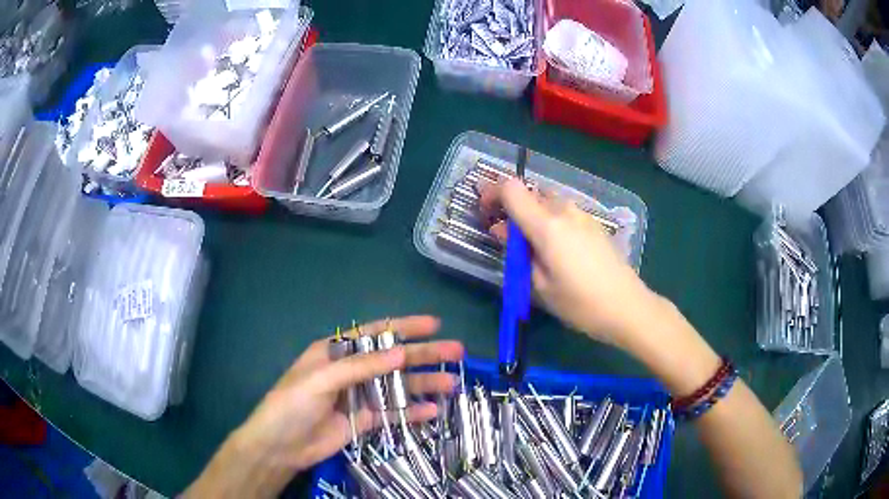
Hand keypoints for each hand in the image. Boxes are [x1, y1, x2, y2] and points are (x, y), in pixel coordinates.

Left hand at [186, 315, 463, 497]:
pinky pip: (393, 413)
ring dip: (424, 384)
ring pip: (398, 387)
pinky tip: (433, 411)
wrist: (280, 446)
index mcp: (336, 352)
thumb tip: (400, 353)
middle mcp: (351, 371)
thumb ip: (360, 367)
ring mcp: (360, 397)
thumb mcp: (321, 380)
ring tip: (453, 383)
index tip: (433, 324)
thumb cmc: (292, 404)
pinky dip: (412, 412)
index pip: (375, 333)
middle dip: (424, 355)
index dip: (404, 327)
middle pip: (393, 359)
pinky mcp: (364, 420)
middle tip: (456, 351)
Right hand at [479, 178, 658, 348]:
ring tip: (532, 250)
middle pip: (530, 195)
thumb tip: (503, 231)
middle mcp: (564, 211)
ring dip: (533, 218)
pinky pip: (564, 214)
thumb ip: (518, 253)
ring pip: (547, 204)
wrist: (627, 307)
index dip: (492, 193)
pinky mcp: (594, 224)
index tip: (485, 211)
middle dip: (513, 211)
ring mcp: (582, 215)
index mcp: (547, 225)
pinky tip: (557, 252)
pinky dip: (551, 224)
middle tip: (507, 240)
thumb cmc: (580, 303)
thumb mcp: (539, 286)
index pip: (512, 189)